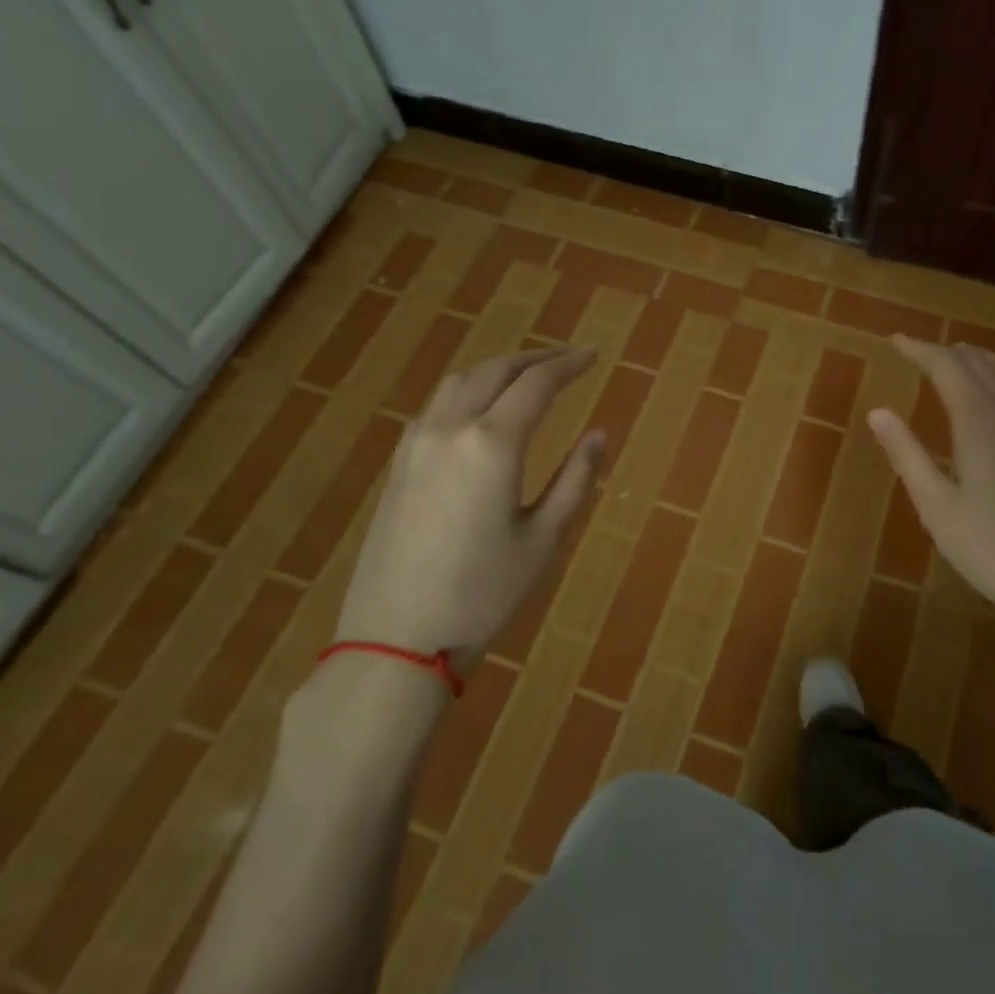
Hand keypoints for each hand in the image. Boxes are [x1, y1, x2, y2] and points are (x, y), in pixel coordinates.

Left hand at [332, 346, 603, 658]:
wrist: (396, 638)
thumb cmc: (483, 594)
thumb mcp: (544, 539)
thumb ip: (575, 479)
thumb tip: (598, 435)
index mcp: (492, 444)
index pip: (536, 384)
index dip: (569, 365)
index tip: (594, 355)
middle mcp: (450, 429)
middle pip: (496, 371)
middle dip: (536, 358)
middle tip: (569, 359)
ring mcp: (416, 444)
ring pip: (460, 382)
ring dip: (499, 370)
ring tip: (528, 377)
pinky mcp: (398, 465)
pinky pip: (437, 406)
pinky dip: (468, 391)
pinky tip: (480, 411)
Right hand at [867, 336, 994, 662]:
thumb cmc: (993, 549)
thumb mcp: (937, 506)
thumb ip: (907, 454)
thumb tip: (878, 411)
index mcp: (980, 421)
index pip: (947, 367)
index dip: (920, 350)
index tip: (895, 340)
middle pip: (980, 364)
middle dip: (946, 352)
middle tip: (918, 351)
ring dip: (978, 360)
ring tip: (956, 360)